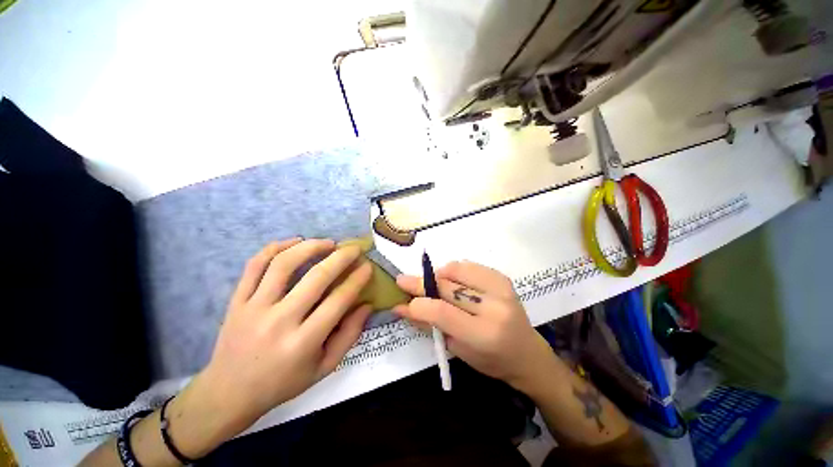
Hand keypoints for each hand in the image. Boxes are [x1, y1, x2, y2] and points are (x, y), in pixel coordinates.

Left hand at [185, 238, 373, 438]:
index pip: (338, 301)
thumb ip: (349, 335)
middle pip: (316, 277)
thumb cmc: (282, 383)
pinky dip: (276, 248)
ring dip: (310, 247)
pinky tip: (294, 241)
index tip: (367, 266)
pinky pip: (255, 266)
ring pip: (284, 264)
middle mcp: (279, 321)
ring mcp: (253, 308)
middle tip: (353, 249)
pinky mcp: (236, 301)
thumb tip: (366, 305)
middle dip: (341, 257)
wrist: (228, 393)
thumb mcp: (324, 368)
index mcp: (303, 343)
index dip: (357, 280)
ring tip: (327, 243)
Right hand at [393, 260, 557, 390]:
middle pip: (447, 287)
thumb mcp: (456, 350)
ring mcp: (501, 289)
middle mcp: (494, 307)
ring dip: (437, 275)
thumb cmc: (490, 360)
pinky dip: (453, 270)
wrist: (526, 352)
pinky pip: (468, 265)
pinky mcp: (502, 278)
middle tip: (403, 281)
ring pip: (456, 270)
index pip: (442, 312)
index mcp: (484, 334)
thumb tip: (401, 308)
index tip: (401, 301)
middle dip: (420, 283)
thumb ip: (429, 325)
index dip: (418, 304)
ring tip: (431, 285)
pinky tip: (450, 281)